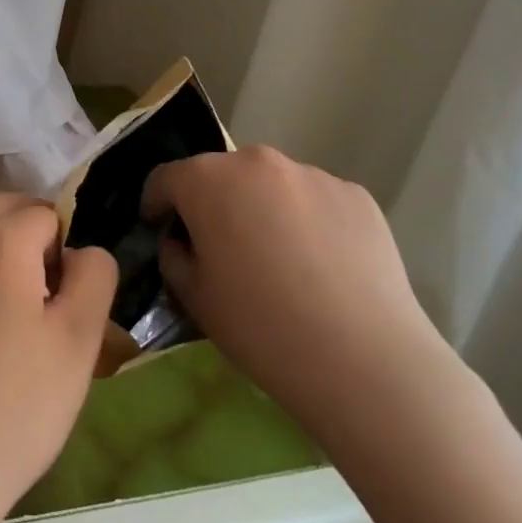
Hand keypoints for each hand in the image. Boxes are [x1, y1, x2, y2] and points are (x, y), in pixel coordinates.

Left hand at [0, 194, 116, 522]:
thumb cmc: (16, 403)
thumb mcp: (79, 339)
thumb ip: (93, 275)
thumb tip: (82, 252)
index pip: (45, 211)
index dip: (69, 246)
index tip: (74, 298)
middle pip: (4, 212)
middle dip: (34, 238)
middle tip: (54, 299)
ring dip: (3, 258)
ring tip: (20, 324)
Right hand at [143, 146, 454, 441]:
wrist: (365, 360)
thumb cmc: (261, 327)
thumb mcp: (194, 298)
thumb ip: (174, 257)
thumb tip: (182, 242)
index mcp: (207, 180)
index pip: (165, 178)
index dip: (156, 203)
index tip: (159, 229)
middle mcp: (257, 162)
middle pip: (221, 175)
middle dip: (213, 202)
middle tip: (221, 247)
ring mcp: (312, 175)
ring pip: (272, 186)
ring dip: (263, 209)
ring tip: (279, 260)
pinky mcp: (356, 196)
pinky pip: (315, 201)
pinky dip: (308, 222)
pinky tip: (321, 268)